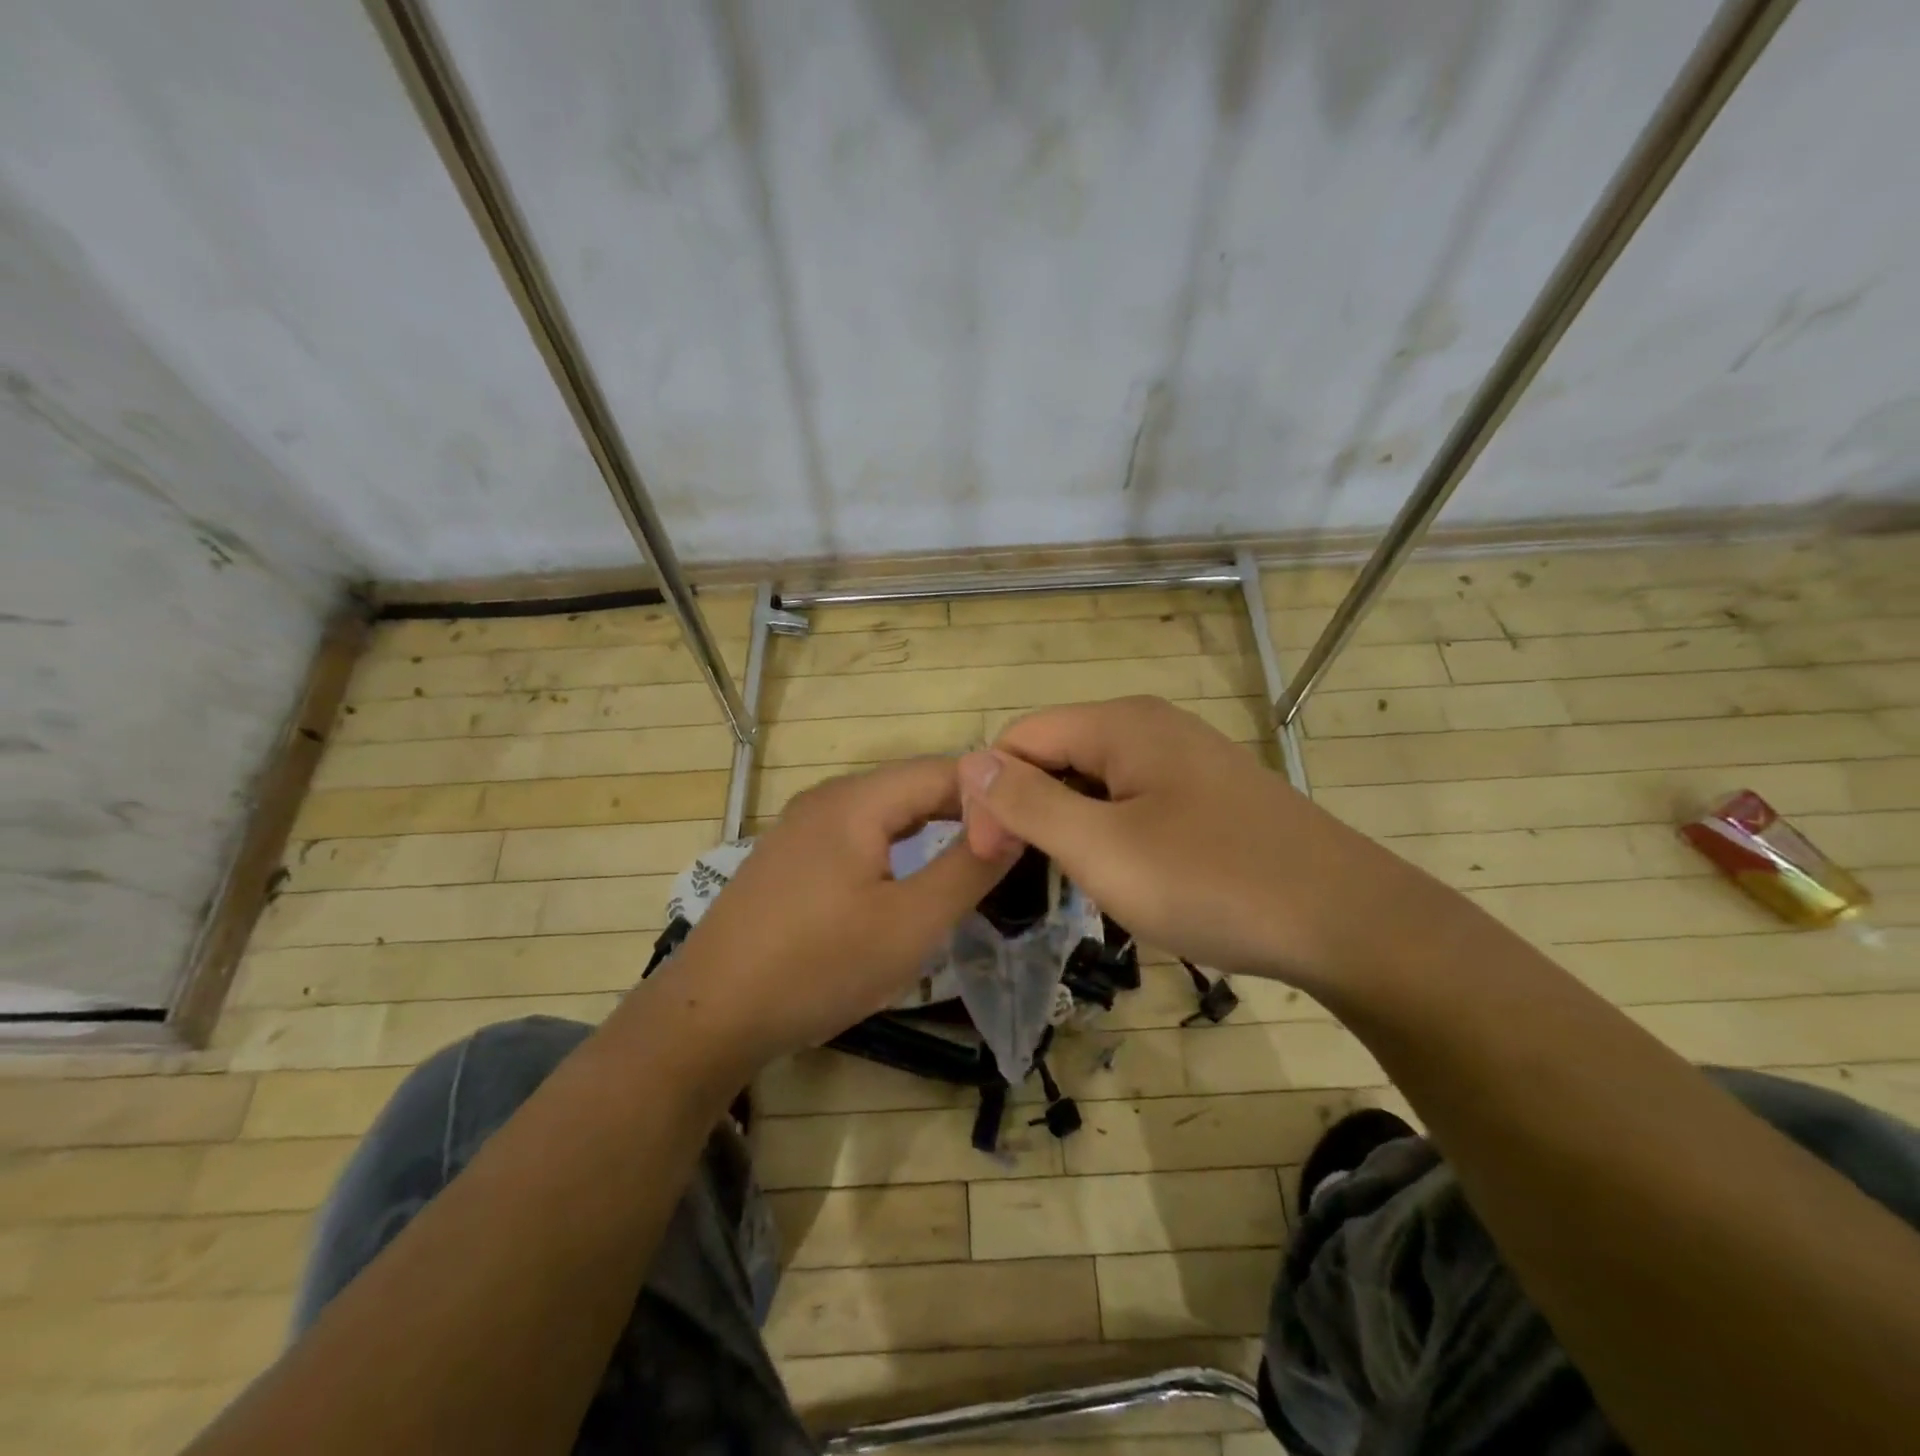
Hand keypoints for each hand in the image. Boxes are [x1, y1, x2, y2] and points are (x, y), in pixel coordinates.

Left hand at [653, 757, 1017, 1068]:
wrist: (711, 1015)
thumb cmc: (818, 967)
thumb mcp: (909, 924)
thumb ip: (967, 868)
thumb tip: (1014, 823)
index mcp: (857, 799)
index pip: (945, 771)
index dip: (994, 794)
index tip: (1032, 828)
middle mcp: (827, 798)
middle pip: (913, 787)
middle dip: (965, 812)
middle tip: (1009, 849)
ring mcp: (802, 826)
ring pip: (885, 812)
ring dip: (931, 830)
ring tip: (971, 860)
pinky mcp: (790, 857)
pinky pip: (858, 835)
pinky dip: (896, 848)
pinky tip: (908, 877)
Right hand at [958, 696, 1378, 986]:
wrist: (1349, 923)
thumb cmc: (1212, 882)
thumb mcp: (1102, 848)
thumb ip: (1028, 801)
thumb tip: (970, 761)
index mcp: (1121, 723)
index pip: (1020, 738)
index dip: (991, 794)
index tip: (992, 859)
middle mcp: (1151, 727)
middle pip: (1057, 754)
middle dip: (1029, 810)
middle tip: (1032, 878)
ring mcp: (1185, 760)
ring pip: (1094, 783)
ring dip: (1070, 828)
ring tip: (1080, 883)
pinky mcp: (1209, 795)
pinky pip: (1134, 802)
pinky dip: (1111, 835)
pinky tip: (1128, 877)